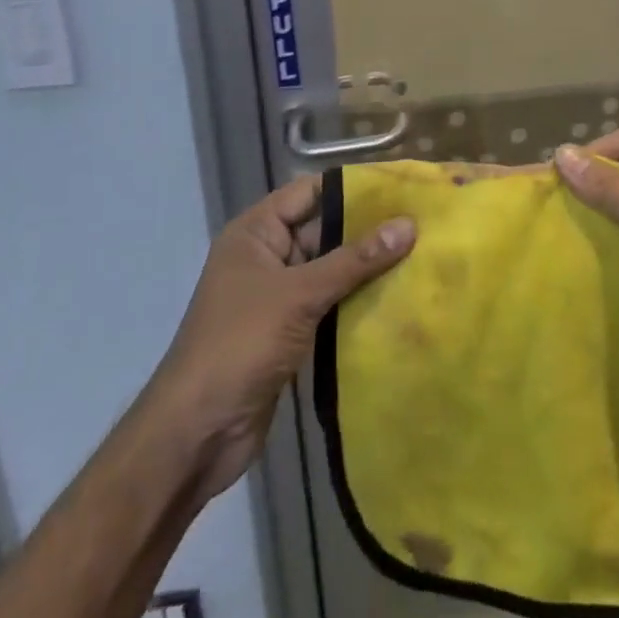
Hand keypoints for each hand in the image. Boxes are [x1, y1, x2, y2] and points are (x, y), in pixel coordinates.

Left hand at [147, 174, 414, 500]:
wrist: (196, 432)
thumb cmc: (240, 344)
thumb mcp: (299, 295)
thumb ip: (354, 260)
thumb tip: (409, 225)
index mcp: (256, 232)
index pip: (310, 192)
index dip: (352, 187)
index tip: (400, 185)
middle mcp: (266, 256)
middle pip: (323, 231)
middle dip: (368, 230)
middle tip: (422, 223)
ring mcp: (277, 297)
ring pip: (330, 271)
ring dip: (367, 269)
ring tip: (421, 257)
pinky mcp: (288, 333)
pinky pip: (329, 306)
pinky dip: (357, 303)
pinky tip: (398, 300)